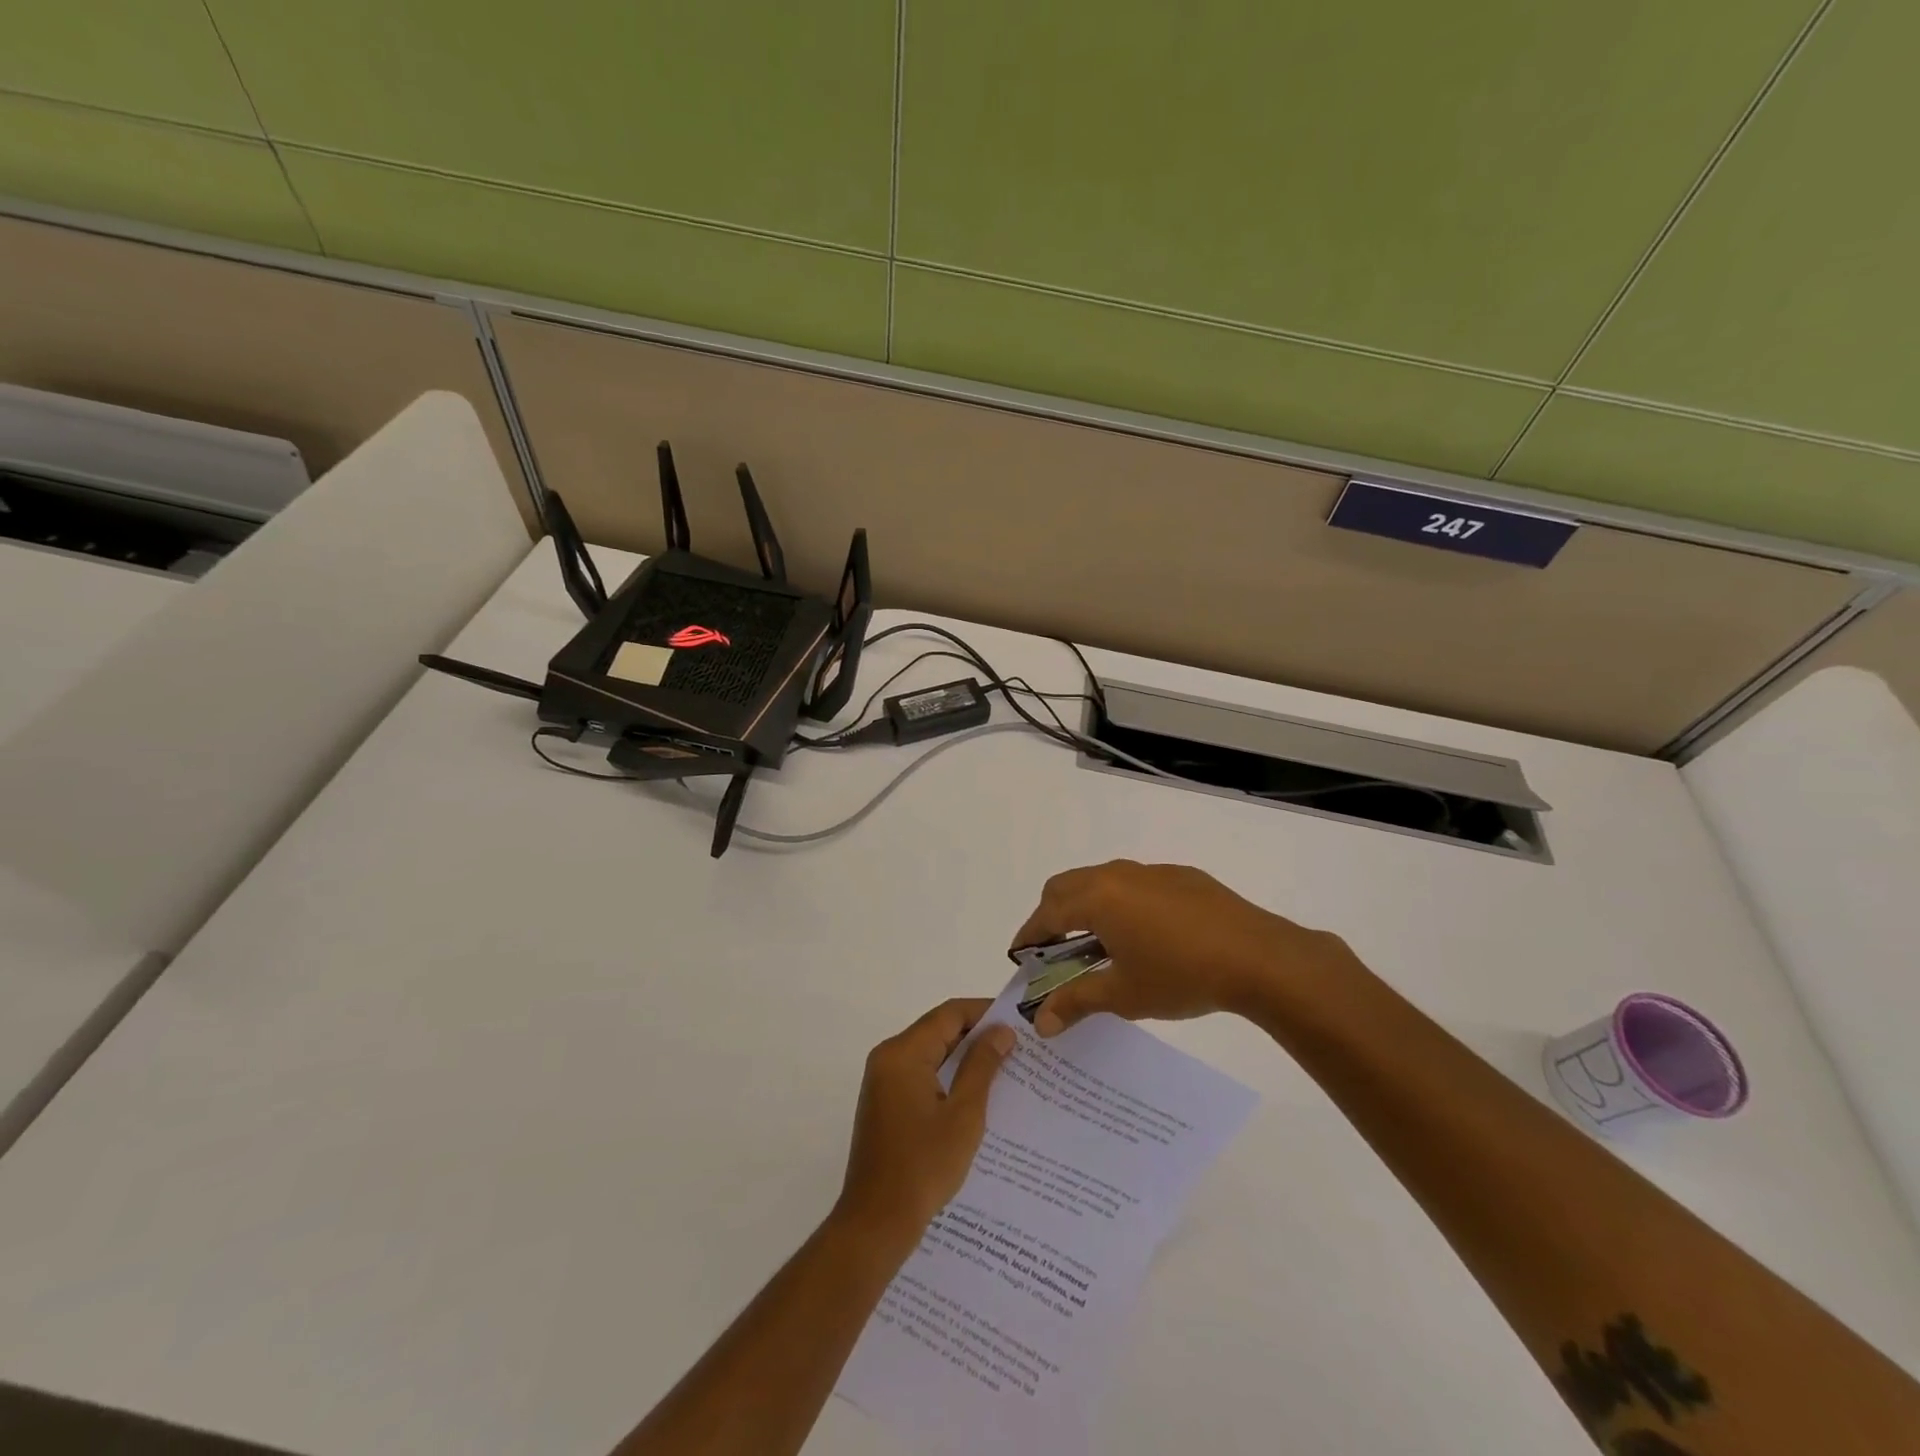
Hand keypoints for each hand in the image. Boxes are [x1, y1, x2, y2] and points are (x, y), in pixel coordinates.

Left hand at [835, 999, 1015, 1243]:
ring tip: (1005, 1067)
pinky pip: (921, 1074)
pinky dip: (948, 1076)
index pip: (948, 1014)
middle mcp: (888, 1057)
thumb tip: (1001, 1032)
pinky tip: (976, 1093)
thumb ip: (982, 1066)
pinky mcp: (885, 1102)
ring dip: (964, 1057)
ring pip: (931, 1053)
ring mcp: (883, 1081)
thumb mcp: (963, 1114)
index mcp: (903, 1053)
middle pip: (938, 1030)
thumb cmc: (923, 1167)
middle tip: (1017, 1046)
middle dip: (976, 1035)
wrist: (876, 1222)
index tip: (1018, 1021)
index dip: (984, 1013)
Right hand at [1010, 860, 1353, 1035]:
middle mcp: (1117, 875)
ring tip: (1097, 945)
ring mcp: (1151, 871)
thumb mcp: (1124, 995)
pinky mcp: (1181, 876)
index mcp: (1097, 898)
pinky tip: (1144, 935)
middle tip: (1054, 951)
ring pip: (1102, 881)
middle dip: (1052, 915)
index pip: (1047, 913)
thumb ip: (1076, 1001)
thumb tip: (1041, 1021)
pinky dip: (1121, 904)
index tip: (1020, 956)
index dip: (1029, 935)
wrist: (1259, 957)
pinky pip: (1135, 884)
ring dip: (1087, 906)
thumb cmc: (1181, 976)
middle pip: (1067, 886)